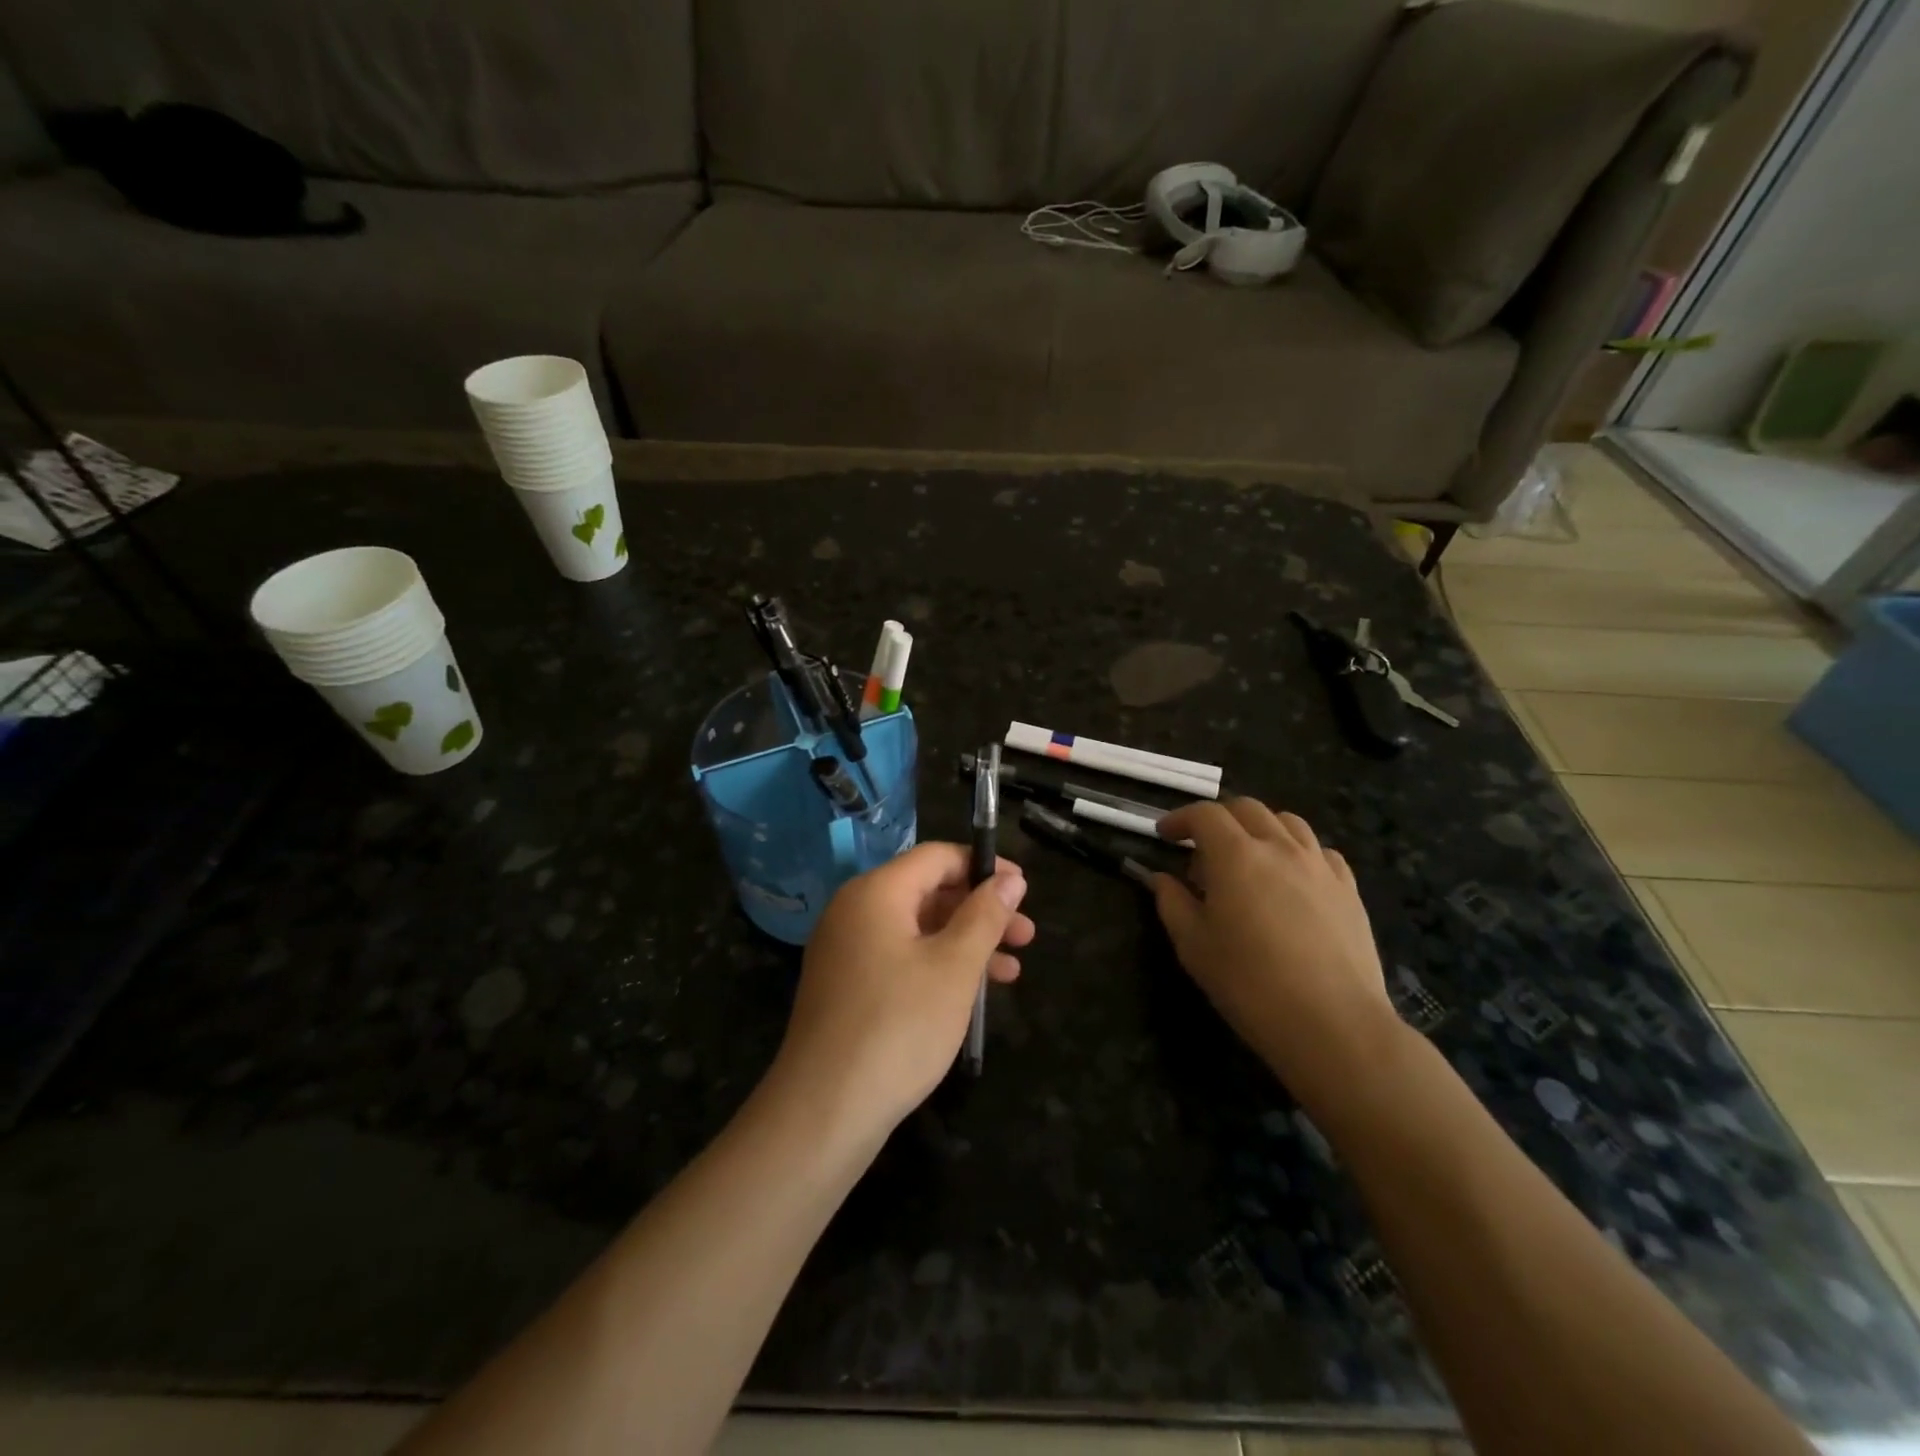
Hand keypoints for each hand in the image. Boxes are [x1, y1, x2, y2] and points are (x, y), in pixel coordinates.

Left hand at [773, 844, 1034, 1139]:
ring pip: (917, 929)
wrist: (824, 1111)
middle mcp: (855, 910)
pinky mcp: (846, 986)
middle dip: (980, 910)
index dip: (983, 866)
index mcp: (876, 892)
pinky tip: (971, 994)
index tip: (1023, 889)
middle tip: (1026, 935)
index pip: (936, 857)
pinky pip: (899, 958)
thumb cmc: (899, 1027)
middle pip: (927, 892)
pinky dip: (937, 966)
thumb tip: (1009, 880)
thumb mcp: (954, 967)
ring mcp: (846, 950)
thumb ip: (985, 916)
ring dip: (965, 943)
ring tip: (1012, 970)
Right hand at [1152, 799, 1401, 1108]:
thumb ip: (1172, 903)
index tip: (1163, 836)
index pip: (1204, 815)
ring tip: (1248, 858)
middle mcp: (1279, 847)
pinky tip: (1291, 879)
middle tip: (1201, 850)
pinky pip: (1320, 851)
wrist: (1332, 1023)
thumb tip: (1161, 879)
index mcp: (1236, 855)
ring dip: (1259, 828)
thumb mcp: (1193, 946)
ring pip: (1287, 822)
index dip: (1179, 819)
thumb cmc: (1249, 984)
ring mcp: (1319, 865)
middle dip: (1218, 819)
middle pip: (1246, 809)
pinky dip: (1297, 851)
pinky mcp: (1348, 888)